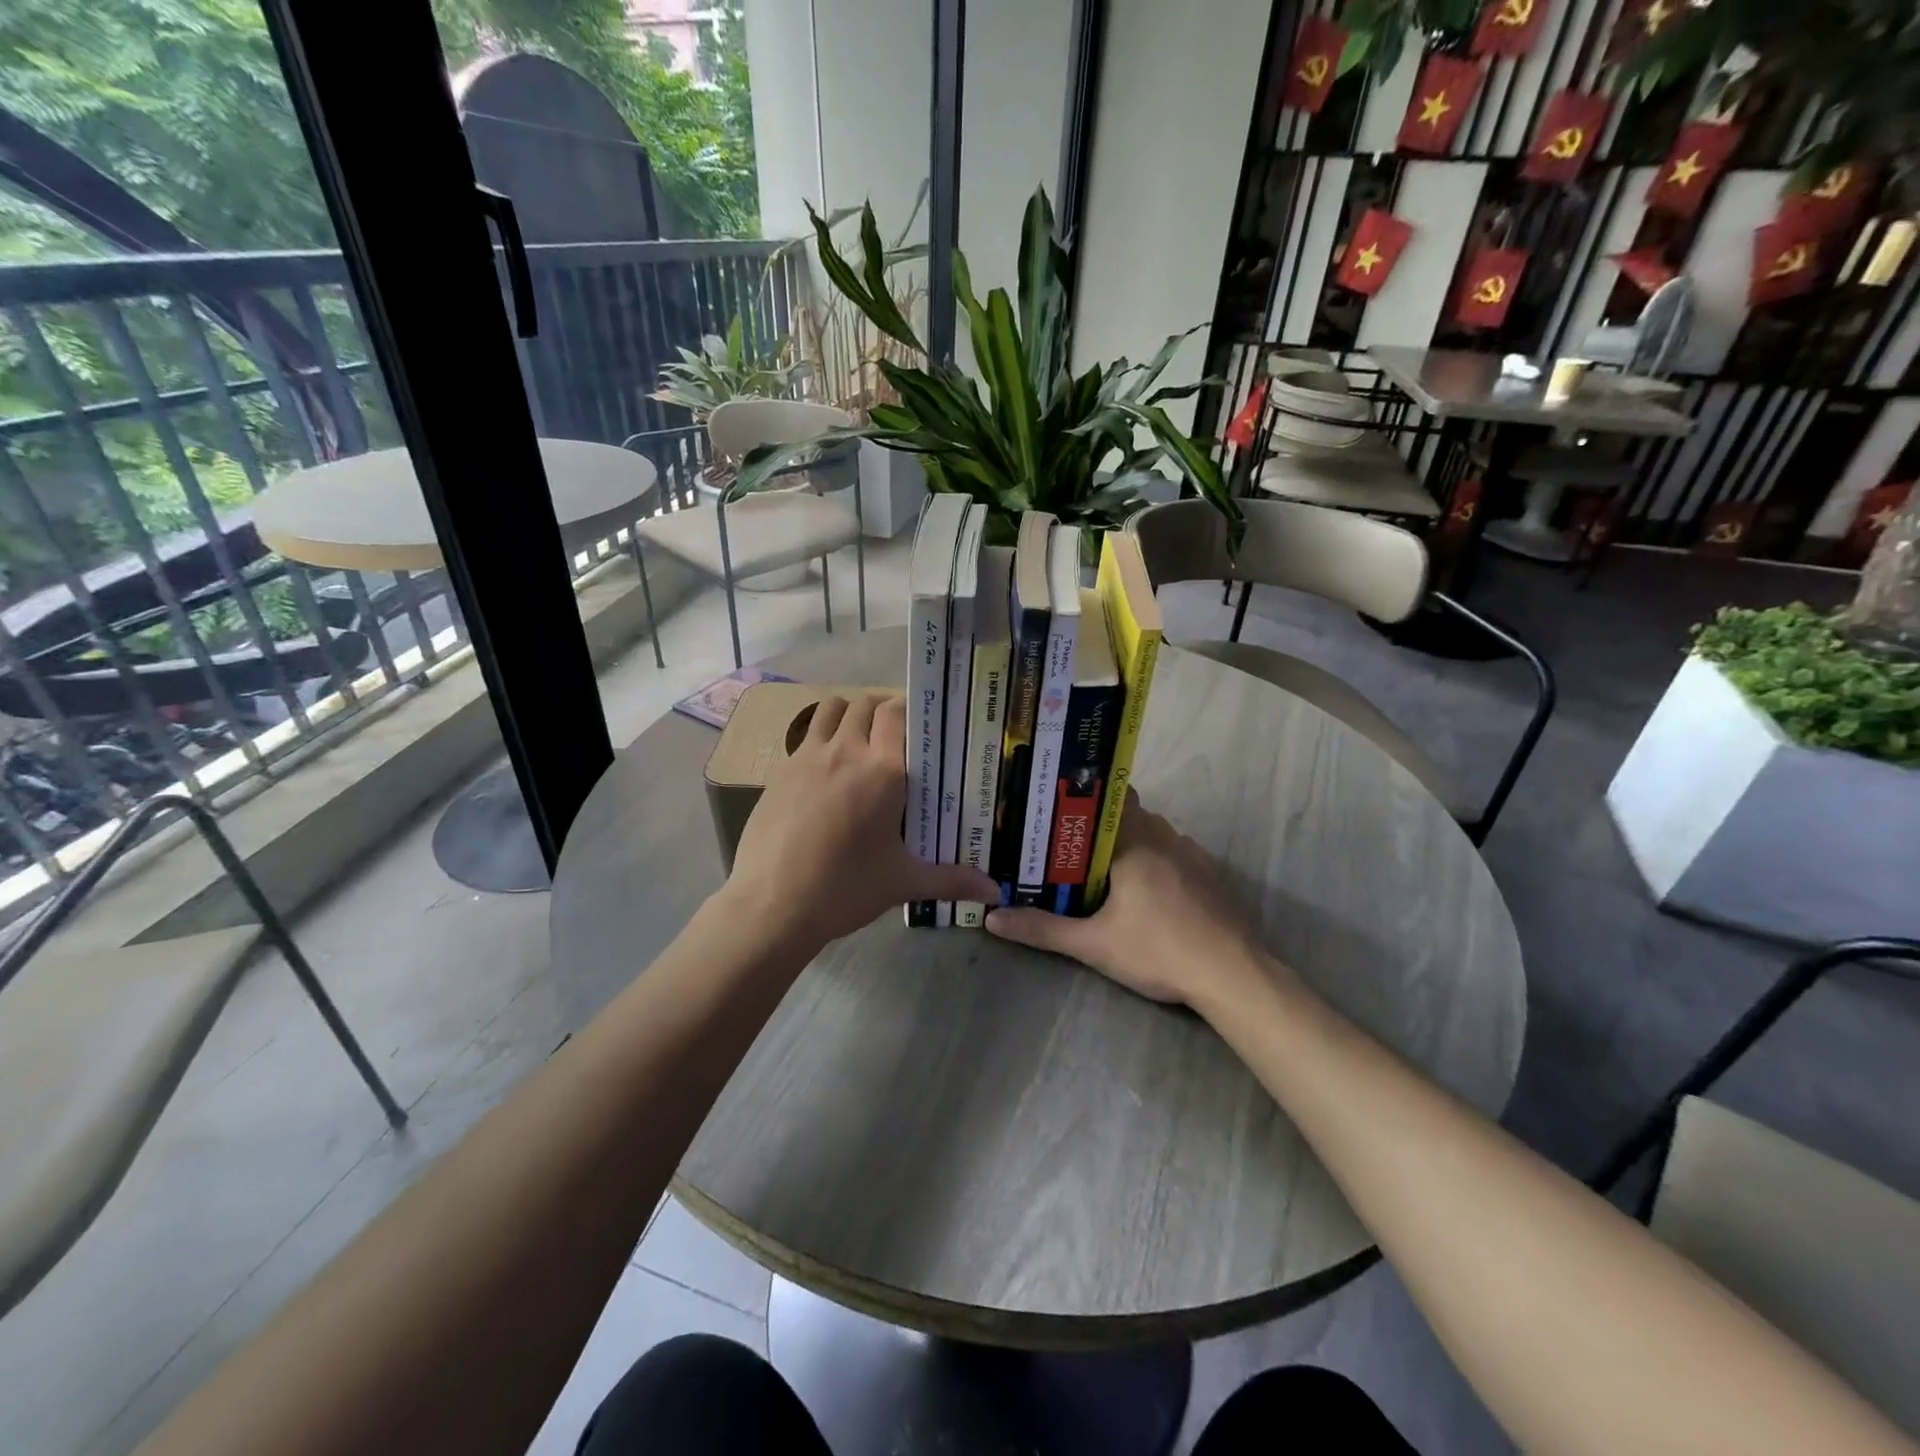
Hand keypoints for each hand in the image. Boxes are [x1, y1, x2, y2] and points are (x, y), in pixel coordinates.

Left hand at [720, 694, 998, 954]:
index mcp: (883, 771)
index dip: (909, 711)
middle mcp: (846, 752)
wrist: (771, 905)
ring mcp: (808, 757)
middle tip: (895, 736)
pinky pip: (805, 736)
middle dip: (881, 710)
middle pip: (864, 704)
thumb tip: (996, 892)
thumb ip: (952, 880)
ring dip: (847, 713)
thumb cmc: (845, 889)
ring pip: (830, 709)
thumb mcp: (903, 883)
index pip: (896, 713)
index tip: (921, 727)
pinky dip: (820, 737)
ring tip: (858, 739)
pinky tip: (825, 771)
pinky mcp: (780, 771)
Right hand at [985, 792, 1271, 1006]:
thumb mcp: (1093, 944)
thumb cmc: (1158, 950)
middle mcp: (1164, 836)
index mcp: (1134, 841)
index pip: (1109, 797)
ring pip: (1154, 833)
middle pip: (1129, 815)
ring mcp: (1192, 854)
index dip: (1085, 799)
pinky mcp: (1210, 875)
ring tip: (1103, 867)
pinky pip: (1175, 853)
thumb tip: (991, 918)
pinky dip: (1157, 860)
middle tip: (1070, 844)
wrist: (1232, 975)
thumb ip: (1042, 929)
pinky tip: (1146, 891)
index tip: (1059, 808)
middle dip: (1101, 826)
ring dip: (1131, 843)